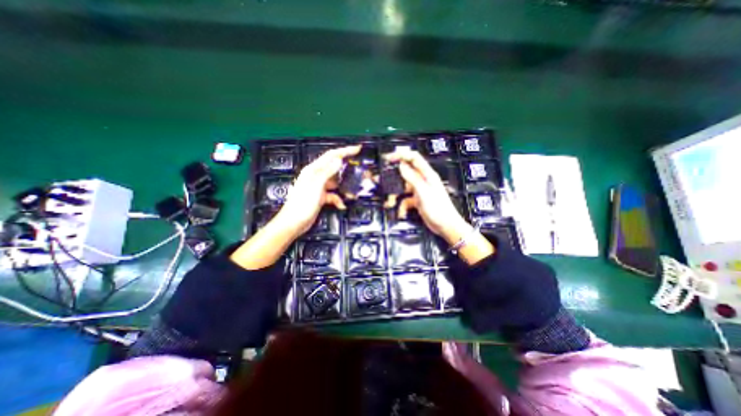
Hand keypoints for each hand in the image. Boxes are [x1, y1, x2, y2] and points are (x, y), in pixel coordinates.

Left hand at [231, 145, 359, 268]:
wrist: (293, 223)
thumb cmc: (302, 205)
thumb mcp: (316, 187)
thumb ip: (327, 172)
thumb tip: (339, 160)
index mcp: (313, 170)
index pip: (331, 156)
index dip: (345, 151)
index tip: (357, 149)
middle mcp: (316, 176)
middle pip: (335, 168)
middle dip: (346, 170)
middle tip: (358, 171)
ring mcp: (319, 187)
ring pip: (336, 182)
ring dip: (344, 187)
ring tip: (352, 192)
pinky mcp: (321, 197)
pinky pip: (333, 194)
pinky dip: (338, 199)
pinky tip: (341, 205)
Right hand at [386, 152, 464, 242]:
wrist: (445, 226)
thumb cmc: (439, 208)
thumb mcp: (423, 191)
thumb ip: (412, 177)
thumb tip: (402, 164)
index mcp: (427, 174)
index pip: (413, 158)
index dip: (401, 155)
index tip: (388, 159)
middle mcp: (423, 181)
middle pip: (405, 173)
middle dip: (393, 177)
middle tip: (380, 179)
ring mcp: (419, 191)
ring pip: (402, 188)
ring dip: (395, 195)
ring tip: (389, 203)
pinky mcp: (417, 201)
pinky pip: (405, 200)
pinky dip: (401, 206)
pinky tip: (401, 212)